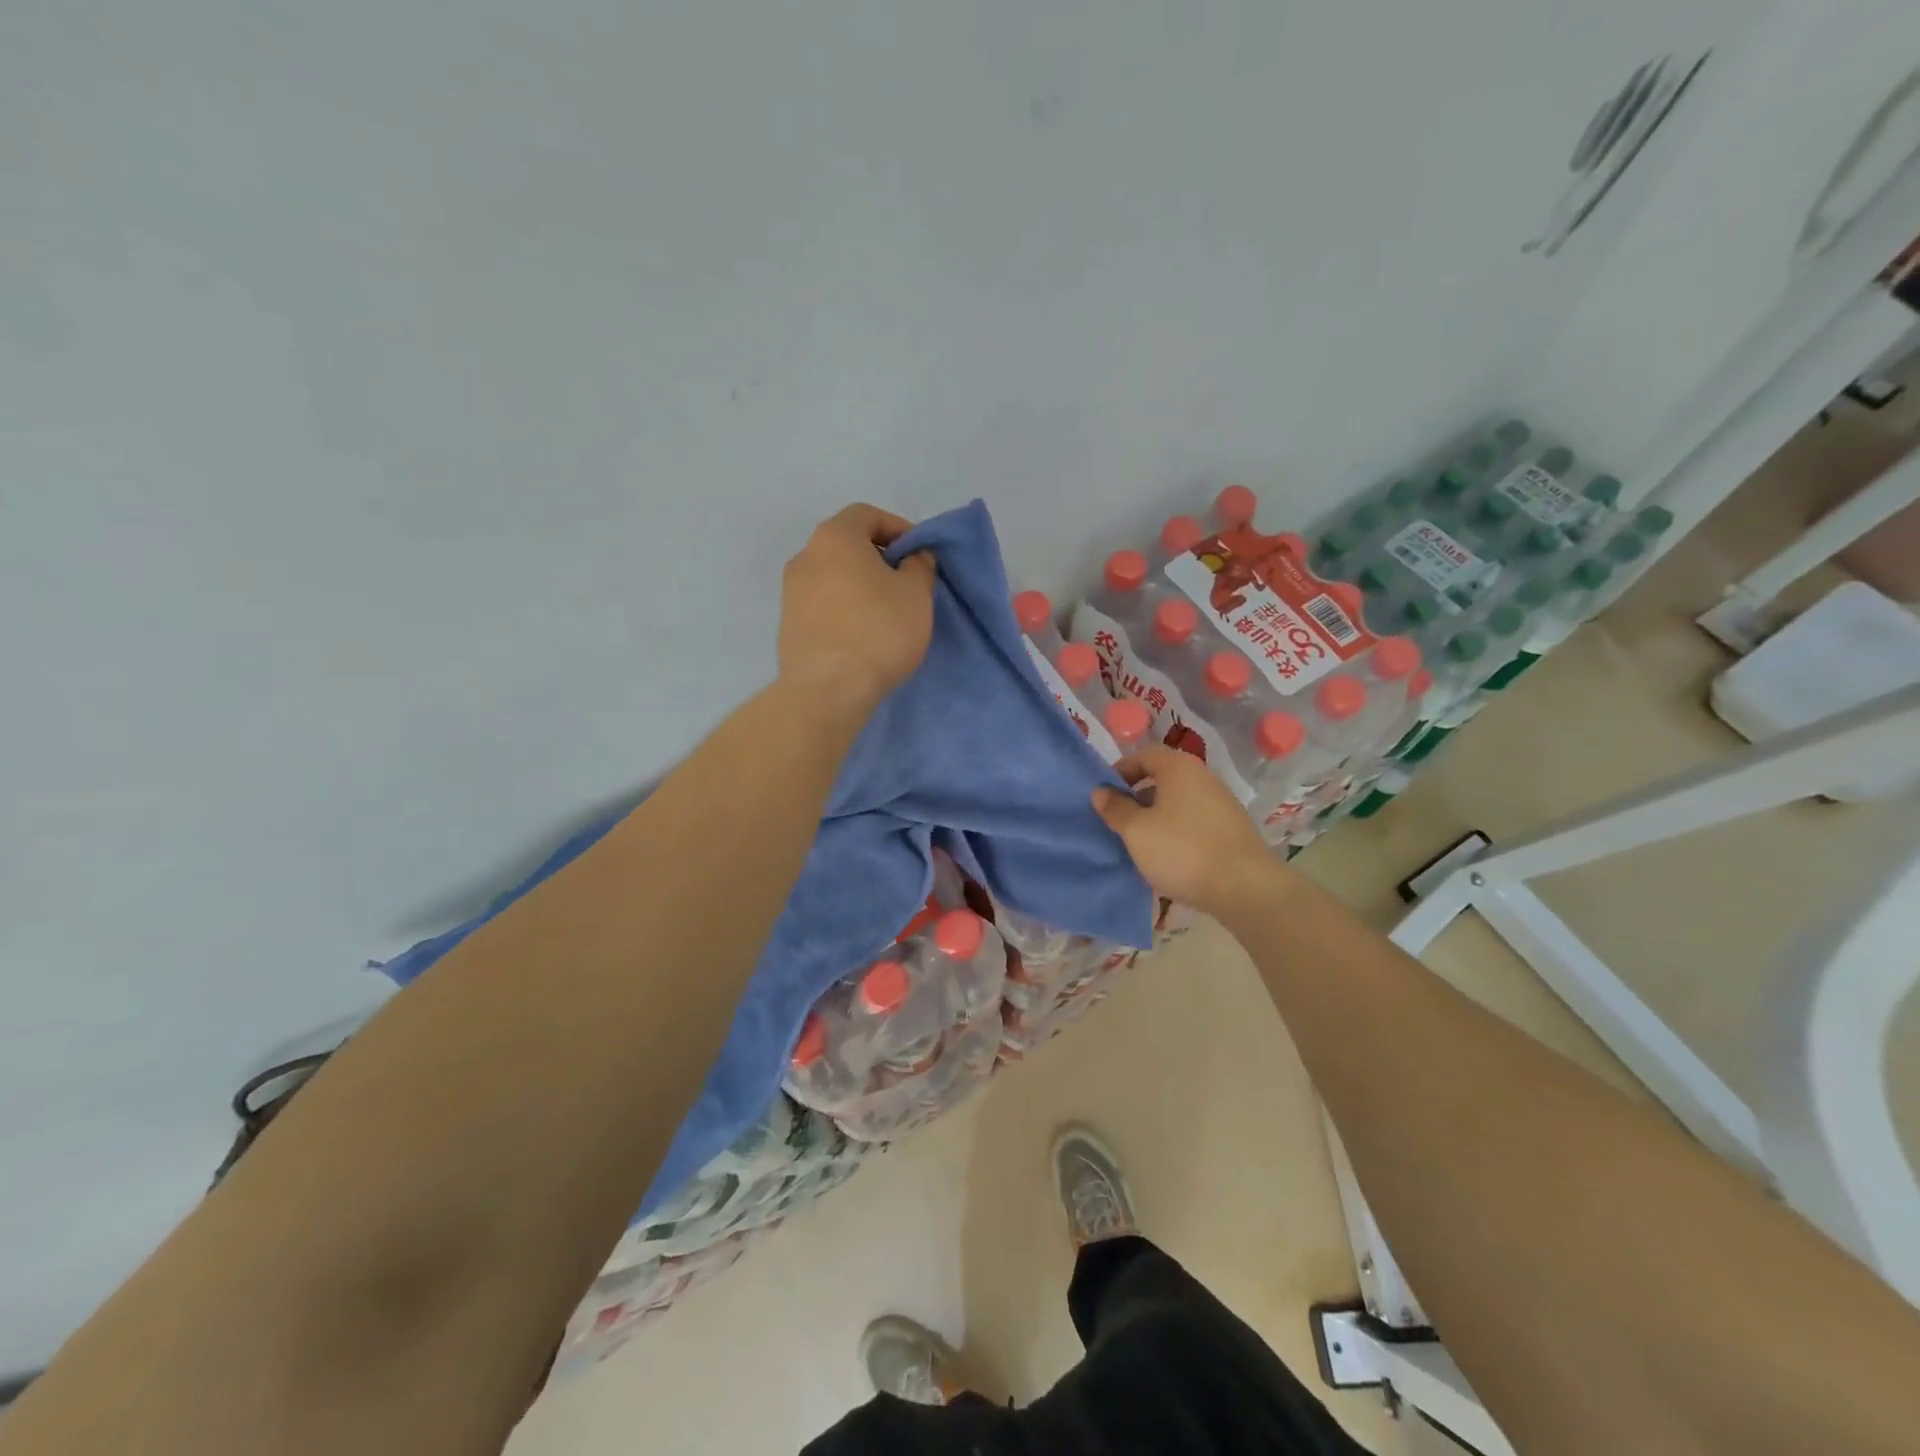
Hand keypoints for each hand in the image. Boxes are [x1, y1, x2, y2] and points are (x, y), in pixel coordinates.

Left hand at [778, 503, 936, 715]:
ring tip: (885, 613)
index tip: (918, 555)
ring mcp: (790, 592)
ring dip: (859, 586)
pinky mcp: (787, 625)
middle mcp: (805, 556)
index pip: (866, 514)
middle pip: (846, 545)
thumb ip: (920, 565)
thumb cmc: (878, 631)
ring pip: (832, 576)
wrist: (828, 690)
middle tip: (905, 584)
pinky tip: (862, 635)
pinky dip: (843, 609)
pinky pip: (822, 604)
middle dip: (877, 558)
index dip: (897, 528)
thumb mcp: (916, 594)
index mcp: (835, 537)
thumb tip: (913, 557)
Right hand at [1091, 744, 1280, 916]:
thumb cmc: (1182, 850)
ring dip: (1156, 817)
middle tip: (1119, 822)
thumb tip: (1100, 791)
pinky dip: (1177, 831)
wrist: (1244, 887)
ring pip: (1178, 802)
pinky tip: (1170, 858)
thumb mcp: (1136, 831)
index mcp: (1178, 767)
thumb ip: (1115, 808)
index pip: (1143, 754)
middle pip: (1162, 778)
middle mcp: (1203, 777)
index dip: (1120, 771)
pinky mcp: (1232, 829)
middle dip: (1137, 797)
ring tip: (1141, 844)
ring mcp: (1222, 803)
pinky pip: (1194, 821)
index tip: (1105, 796)